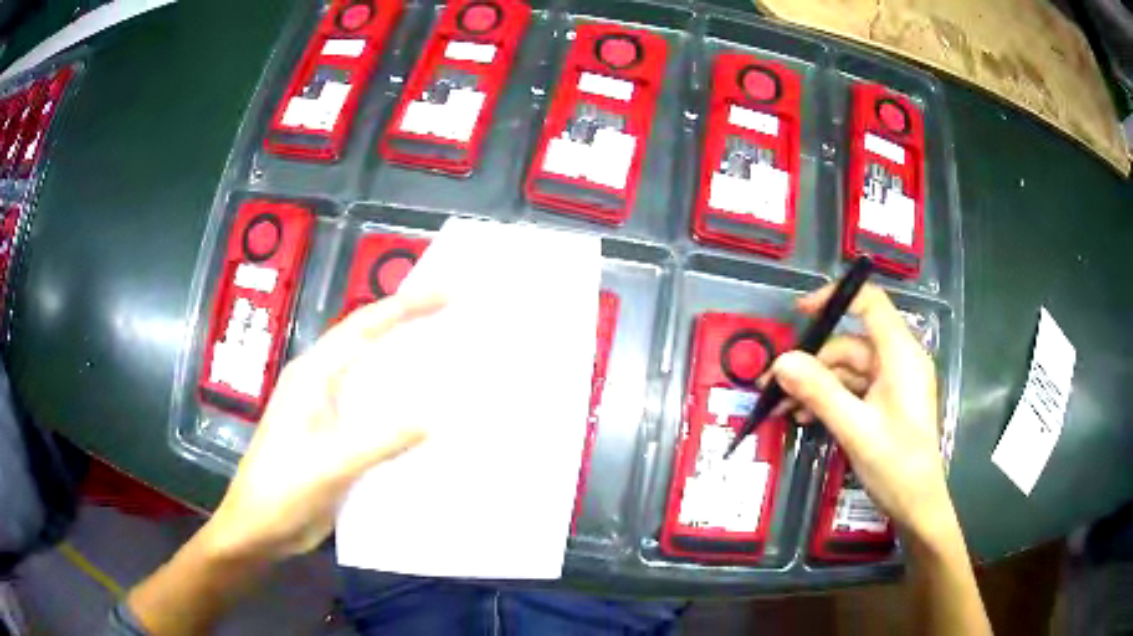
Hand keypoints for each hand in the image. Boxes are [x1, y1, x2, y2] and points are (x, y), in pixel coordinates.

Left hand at [200, 293, 444, 561]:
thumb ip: (380, 440)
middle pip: (365, 341)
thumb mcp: (331, 464)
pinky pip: (370, 409)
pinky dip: (397, 403)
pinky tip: (422, 414)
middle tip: (453, 318)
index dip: (403, 306)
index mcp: (312, 375)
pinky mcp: (332, 436)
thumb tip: (435, 419)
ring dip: (402, 363)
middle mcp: (318, 384)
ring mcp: (324, 410)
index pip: (361, 327)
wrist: (257, 527)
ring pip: (368, 375)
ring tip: (446, 358)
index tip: (445, 294)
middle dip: (406, 325)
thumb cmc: (284, 490)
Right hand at [768, 283, 950, 542]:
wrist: (917, 506)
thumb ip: (819, 392)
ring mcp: (892, 383)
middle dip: (811, 364)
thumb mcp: (855, 428)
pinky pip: (852, 390)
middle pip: (849, 345)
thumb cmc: (896, 465)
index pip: (870, 304)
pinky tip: (803, 417)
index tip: (800, 313)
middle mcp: (898, 361)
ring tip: (782, 409)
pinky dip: (828, 400)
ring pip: (846, 371)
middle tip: (773, 387)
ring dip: (814, 387)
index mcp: (901, 354)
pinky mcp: (885, 402)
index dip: (835, 298)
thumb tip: (781, 362)